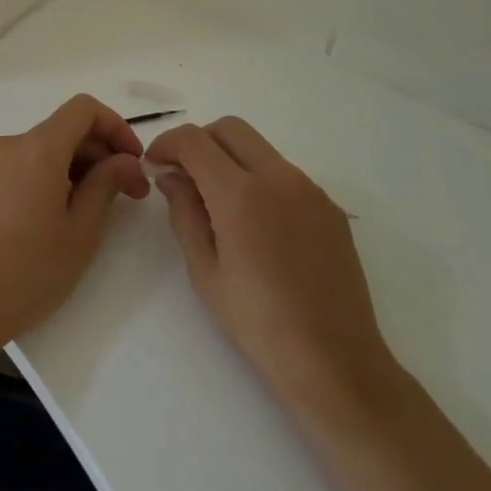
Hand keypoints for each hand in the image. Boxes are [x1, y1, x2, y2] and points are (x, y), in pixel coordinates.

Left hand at [0, 95, 148, 362]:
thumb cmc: (30, 270)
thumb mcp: (81, 231)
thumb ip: (106, 184)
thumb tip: (125, 161)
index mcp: (38, 149)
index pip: (84, 110)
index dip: (116, 127)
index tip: (135, 161)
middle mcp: (13, 145)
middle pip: (67, 129)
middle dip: (103, 153)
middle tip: (132, 193)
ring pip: (48, 148)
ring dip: (81, 166)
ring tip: (101, 207)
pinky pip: (28, 164)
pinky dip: (55, 175)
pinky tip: (66, 212)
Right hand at [147, 118, 401, 425]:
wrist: (335, 361)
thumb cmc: (258, 322)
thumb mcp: (204, 271)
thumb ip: (184, 213)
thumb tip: (172, 177)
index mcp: (241, 193)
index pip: (194, 140)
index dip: (167, 144)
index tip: (156, 165)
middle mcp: (278, 177)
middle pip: (230, 129)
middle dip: (200, 142)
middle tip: (184, 176)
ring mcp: (310, 189)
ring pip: (260, 149)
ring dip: (231, 159)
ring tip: (219, 203)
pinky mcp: (330, 207)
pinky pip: (285, 174)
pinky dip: (260, 179)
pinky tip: (257, 224)